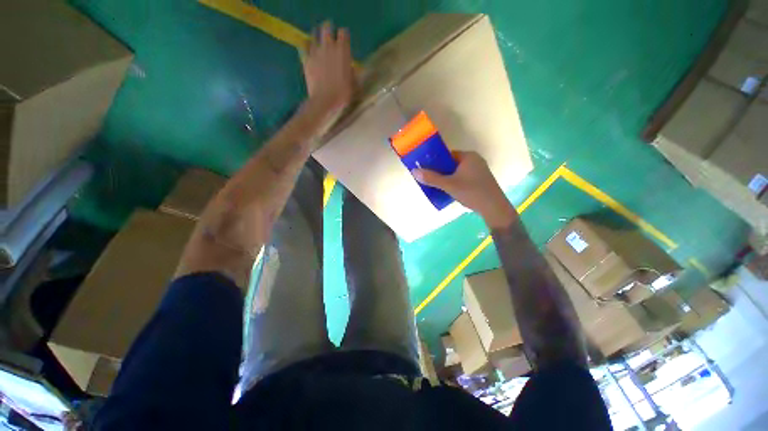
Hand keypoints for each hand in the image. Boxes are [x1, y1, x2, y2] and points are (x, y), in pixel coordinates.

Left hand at [302, 21, 354, 114]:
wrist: (324, 101)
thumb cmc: (342, 94)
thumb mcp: (353, 85)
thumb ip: (352, 72)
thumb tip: (350, 68)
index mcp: (343, 51)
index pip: (343, 33)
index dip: (344, 36)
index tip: (344, 42)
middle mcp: (329, 46)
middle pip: (327, 27)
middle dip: (329, 30)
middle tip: (330, 37)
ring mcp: (316, 51)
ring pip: (314, 34)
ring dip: (317, 36)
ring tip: (319, 42)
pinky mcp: (306, 58)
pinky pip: (305, 46)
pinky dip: (308, 46)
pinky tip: (310, 51)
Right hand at [412, 151, 516, 228]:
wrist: (494, 208)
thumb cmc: (471, 192)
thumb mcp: (449, 185)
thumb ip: (432, 178)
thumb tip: (414, 171)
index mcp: (468, 156)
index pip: (448, 155)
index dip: (436, 162)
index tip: (427, 170)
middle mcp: (475, 160)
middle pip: (452, 164)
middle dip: (441, 172)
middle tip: (431, 180)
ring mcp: (479, 170)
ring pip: (458, 172)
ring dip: (448, 178)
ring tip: (438, 187)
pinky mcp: (481, 180)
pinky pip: (464, 177)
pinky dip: (456, 182)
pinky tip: (450, 191)